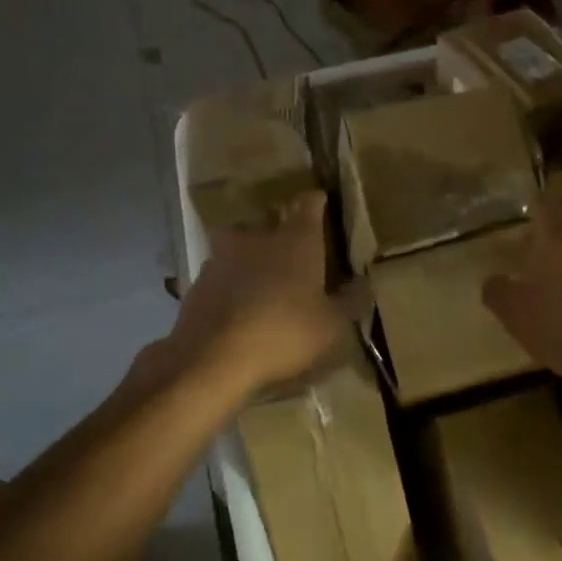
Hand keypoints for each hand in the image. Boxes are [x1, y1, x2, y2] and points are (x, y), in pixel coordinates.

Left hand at [169, 192, 347, 398]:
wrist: (211, 358)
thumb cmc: (284, 334)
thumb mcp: (332, 326)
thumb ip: (350, 302)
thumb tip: (363, 284)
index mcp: (296, 240)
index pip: (309, 204)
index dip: (316, 202)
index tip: (322, 203)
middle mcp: (258, 237)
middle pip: (270, 221)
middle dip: (280, 230)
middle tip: (293, 249)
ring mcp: (222, 257)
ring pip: (239, 245)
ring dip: (251, 256)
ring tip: (261, 279)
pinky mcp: (198, 283)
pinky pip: (221, 274)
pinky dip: (230, 283)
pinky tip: (237, 305)